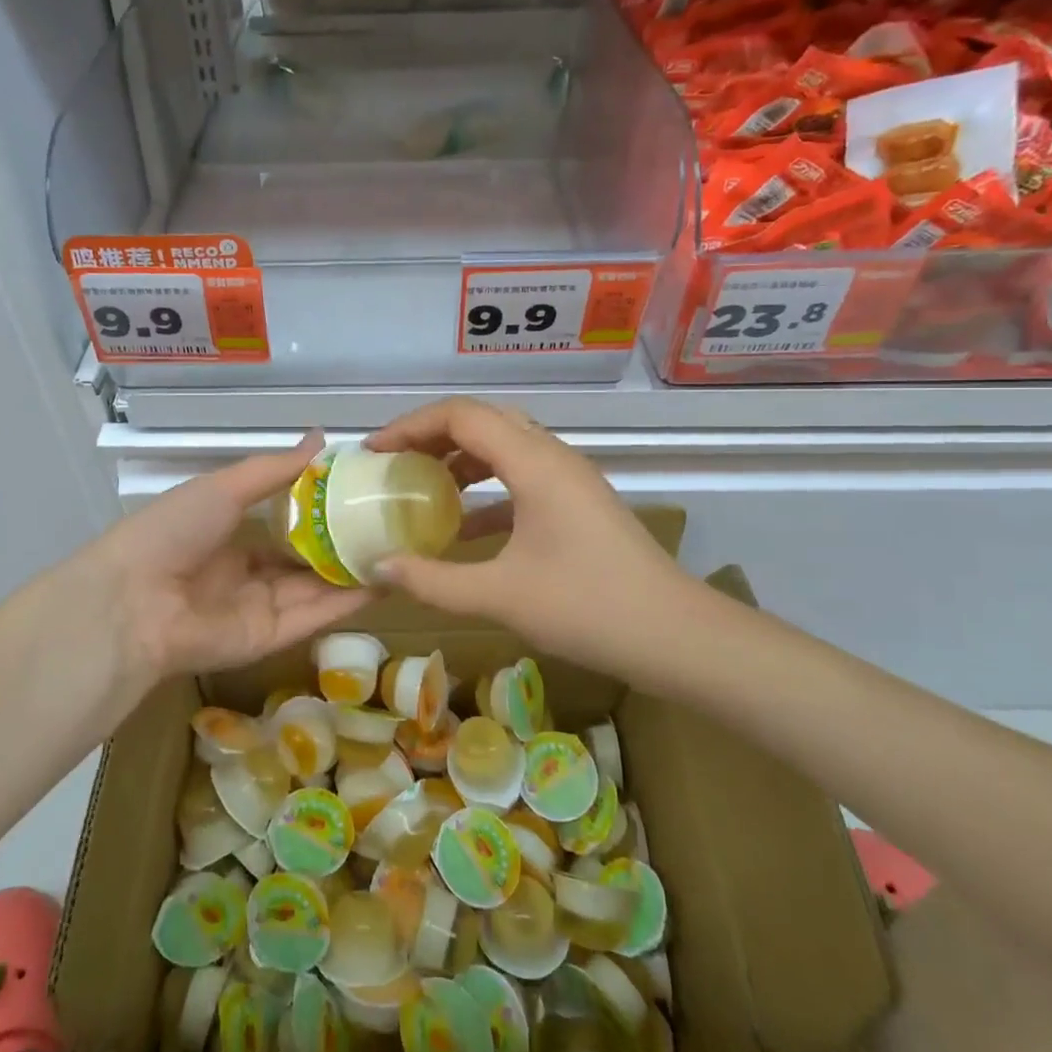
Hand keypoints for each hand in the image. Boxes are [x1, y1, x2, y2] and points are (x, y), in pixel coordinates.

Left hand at [88, 431, 372, 681]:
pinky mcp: (268, 639)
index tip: (361, 493)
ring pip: (315, 590)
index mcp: (227, 535)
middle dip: (342, 546)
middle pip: (303, 560)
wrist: (135, 600)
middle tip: (390, 526)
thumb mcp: (226, 487)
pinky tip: (384, 582)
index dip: (319, 511)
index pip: (282, 524)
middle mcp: (245, 573)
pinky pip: (313, 617)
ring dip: (353, 573)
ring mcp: (257, 608)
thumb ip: (275, 469)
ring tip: (399, 552)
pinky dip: (347, 602)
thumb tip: (321, 438)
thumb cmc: (174, 530)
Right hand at [364, 399, 688, 673]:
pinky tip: (465, 525)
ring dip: (461, 457)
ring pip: (505, 444)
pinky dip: (487, 487)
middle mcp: (552, 456)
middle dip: (432, 435)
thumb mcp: (500, 595)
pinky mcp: (579, 501)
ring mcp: (570, 477)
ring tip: (423, 485)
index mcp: (533, 463)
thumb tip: (378, 567)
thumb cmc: (587, 608)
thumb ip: (432, 580)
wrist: (676, 636)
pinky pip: (522, 475)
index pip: (461, 415)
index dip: (411, 426)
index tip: (376, 453)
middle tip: (395, 462)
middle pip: (483, 420)